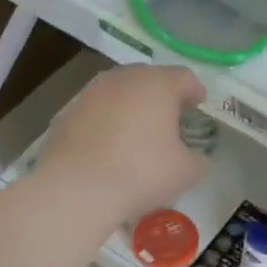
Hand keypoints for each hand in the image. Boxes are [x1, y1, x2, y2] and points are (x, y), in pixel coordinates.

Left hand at [38, 65, 209, 223]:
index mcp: (157, 85)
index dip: (195, 91)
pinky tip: (110, 146)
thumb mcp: (186, 172)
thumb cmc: (141, 173)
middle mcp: (123, 79)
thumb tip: (198, 157)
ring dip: (132, 106)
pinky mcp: (67, 112)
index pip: (185, 77)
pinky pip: (97, 111)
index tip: (199, 105)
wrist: (77, 189)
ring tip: (138, 132)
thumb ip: (199, 159)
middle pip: (149, 78)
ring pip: (120, 92)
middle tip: (170, 119)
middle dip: (162, 96)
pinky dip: (108, 121)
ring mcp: (91, 93)